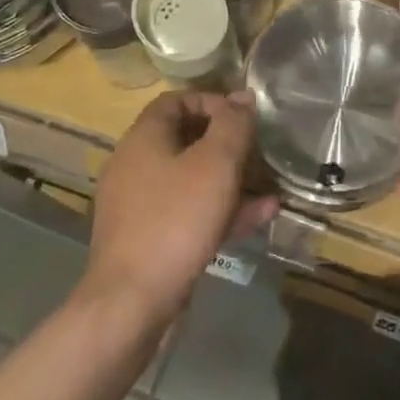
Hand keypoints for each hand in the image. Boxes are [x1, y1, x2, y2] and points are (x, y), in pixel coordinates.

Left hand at [83, 92, 277, 328]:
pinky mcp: (147, 239)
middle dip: (226, 143)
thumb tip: (242, 96)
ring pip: (190, 179)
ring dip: (230, 180)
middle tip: (257, 151)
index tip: (242, 116)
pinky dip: (220, 211)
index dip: (212, 101)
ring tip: (269, 186)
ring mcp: (139, 205)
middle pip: (184, 139)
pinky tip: (260, 217)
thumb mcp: (215, 164)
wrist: (131, 303)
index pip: (176, 100)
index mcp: (143, 138)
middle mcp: (135, 165)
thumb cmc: (175, 220)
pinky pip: (188, 212)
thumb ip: (232, 125)